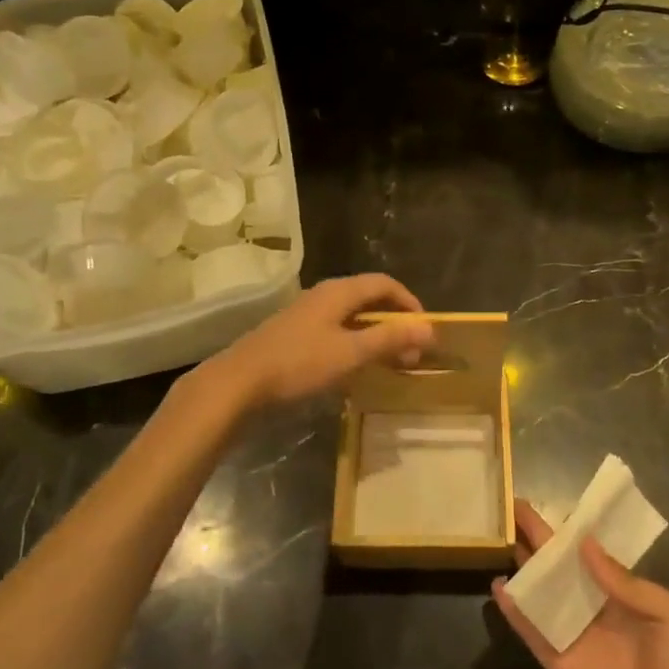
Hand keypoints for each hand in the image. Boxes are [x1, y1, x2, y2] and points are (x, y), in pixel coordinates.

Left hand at [197, 273, 432, 409]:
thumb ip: (390, 339)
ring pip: (351, 317)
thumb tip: (430, 328)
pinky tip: (354, 369)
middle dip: (394, 323)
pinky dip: (354, 344)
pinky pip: (335, 331)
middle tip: (411, 352)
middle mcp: (323, 296)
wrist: (238, 384)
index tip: (426, 328)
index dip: (409, 302)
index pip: (384, 284)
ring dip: (375, 336)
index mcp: (338, 292)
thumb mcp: (350, 353)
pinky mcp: (294, 335)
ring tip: (389, 362)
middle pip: (368, 299)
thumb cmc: (298, 364)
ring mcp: (306, 315)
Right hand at [493, 500, 668, 668]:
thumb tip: (584, 543)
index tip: (544, 502)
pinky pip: (531, 632)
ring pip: (539, 593)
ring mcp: (571, 634)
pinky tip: (498, 588)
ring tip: (496, 539)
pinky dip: (514, 611)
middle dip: (535, 538)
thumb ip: (626, 581)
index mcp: (616, 590)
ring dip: (520, 568)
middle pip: (556, 566)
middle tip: (509, 509)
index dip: (565, 528)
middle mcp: (589, 605)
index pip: (585, 550)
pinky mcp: (558, 663)